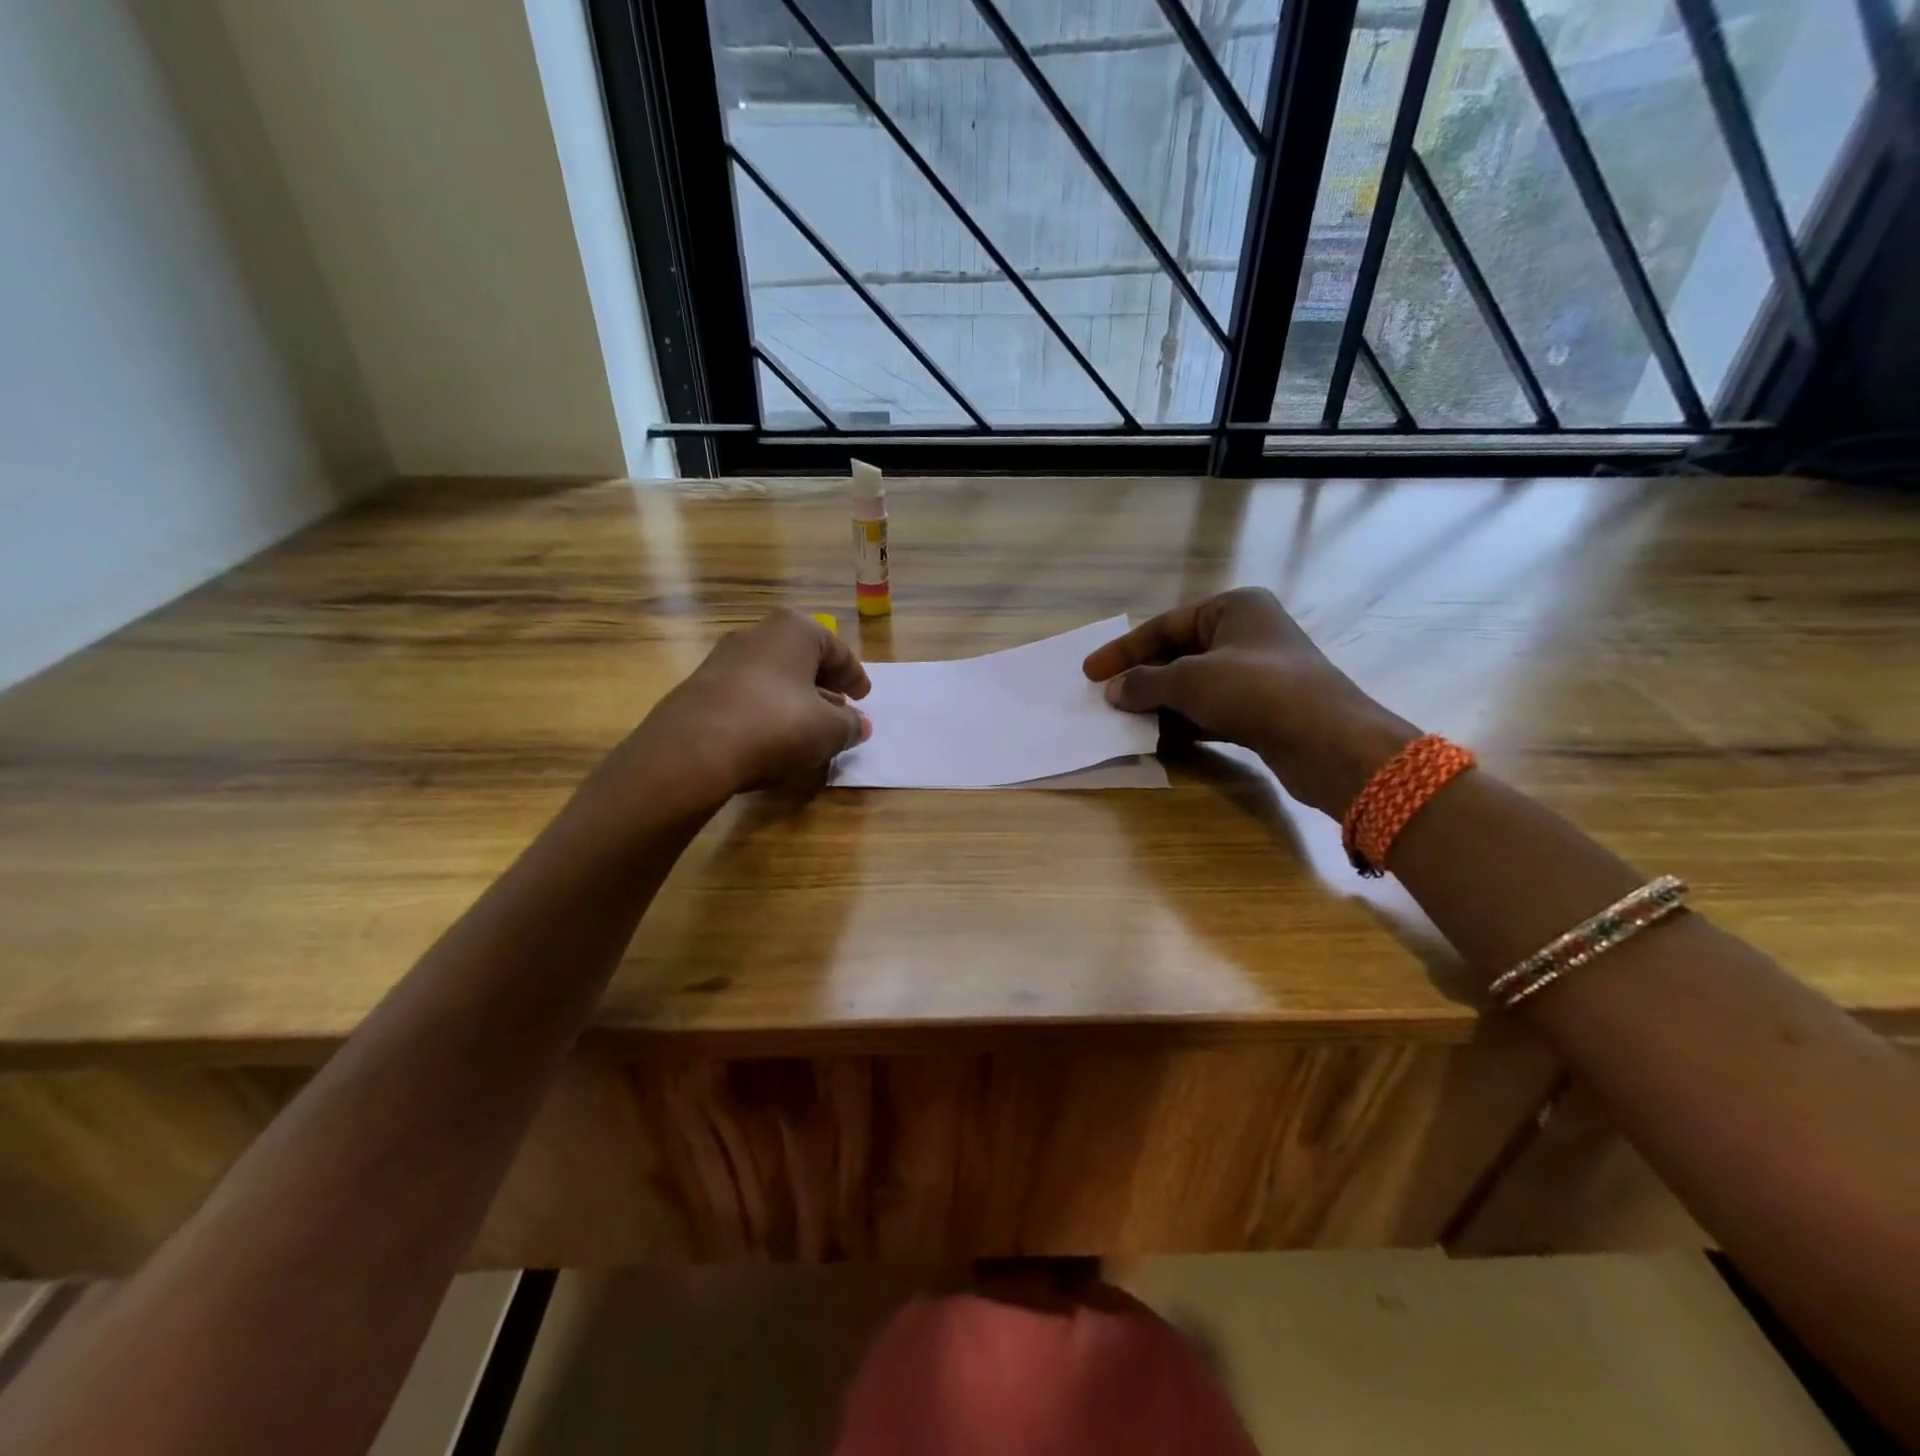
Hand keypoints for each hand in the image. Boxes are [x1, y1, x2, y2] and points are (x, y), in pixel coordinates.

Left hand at [622, 608, 872, 808]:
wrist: (691, 750)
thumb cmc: (776, 726)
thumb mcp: (829, 730)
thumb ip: (850, 725)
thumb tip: (858, 724)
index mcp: (794, 630)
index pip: (836, 649)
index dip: (854, 675)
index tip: (864, 698)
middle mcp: (756, 634)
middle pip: (801, 658)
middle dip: (823, 684)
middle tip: (839, 710)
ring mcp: (722, 659)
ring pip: (772, 676)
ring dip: (793, 698)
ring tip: (807, 727)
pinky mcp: (699, 688)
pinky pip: (746, 694)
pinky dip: (765, 709)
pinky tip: (771, 737)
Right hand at [1083, 588, 1416, 816]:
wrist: (1328, 742)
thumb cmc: (1256, 691)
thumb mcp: (1191, 680)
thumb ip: (1145, 682)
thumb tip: (1113, 691)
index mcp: (1234, 608)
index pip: (1165, 626)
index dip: (1124, 650)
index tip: (1091, 673)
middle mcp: (1246, 634)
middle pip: (1178, 653)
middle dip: (1142, 677)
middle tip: (1105, 697)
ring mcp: (1256, 674)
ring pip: (1193, 684)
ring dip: (1159, 702)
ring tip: (1123, 719)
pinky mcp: (1262, 709)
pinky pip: (1210, 709)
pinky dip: (1183, 720)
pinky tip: (1157, 736)